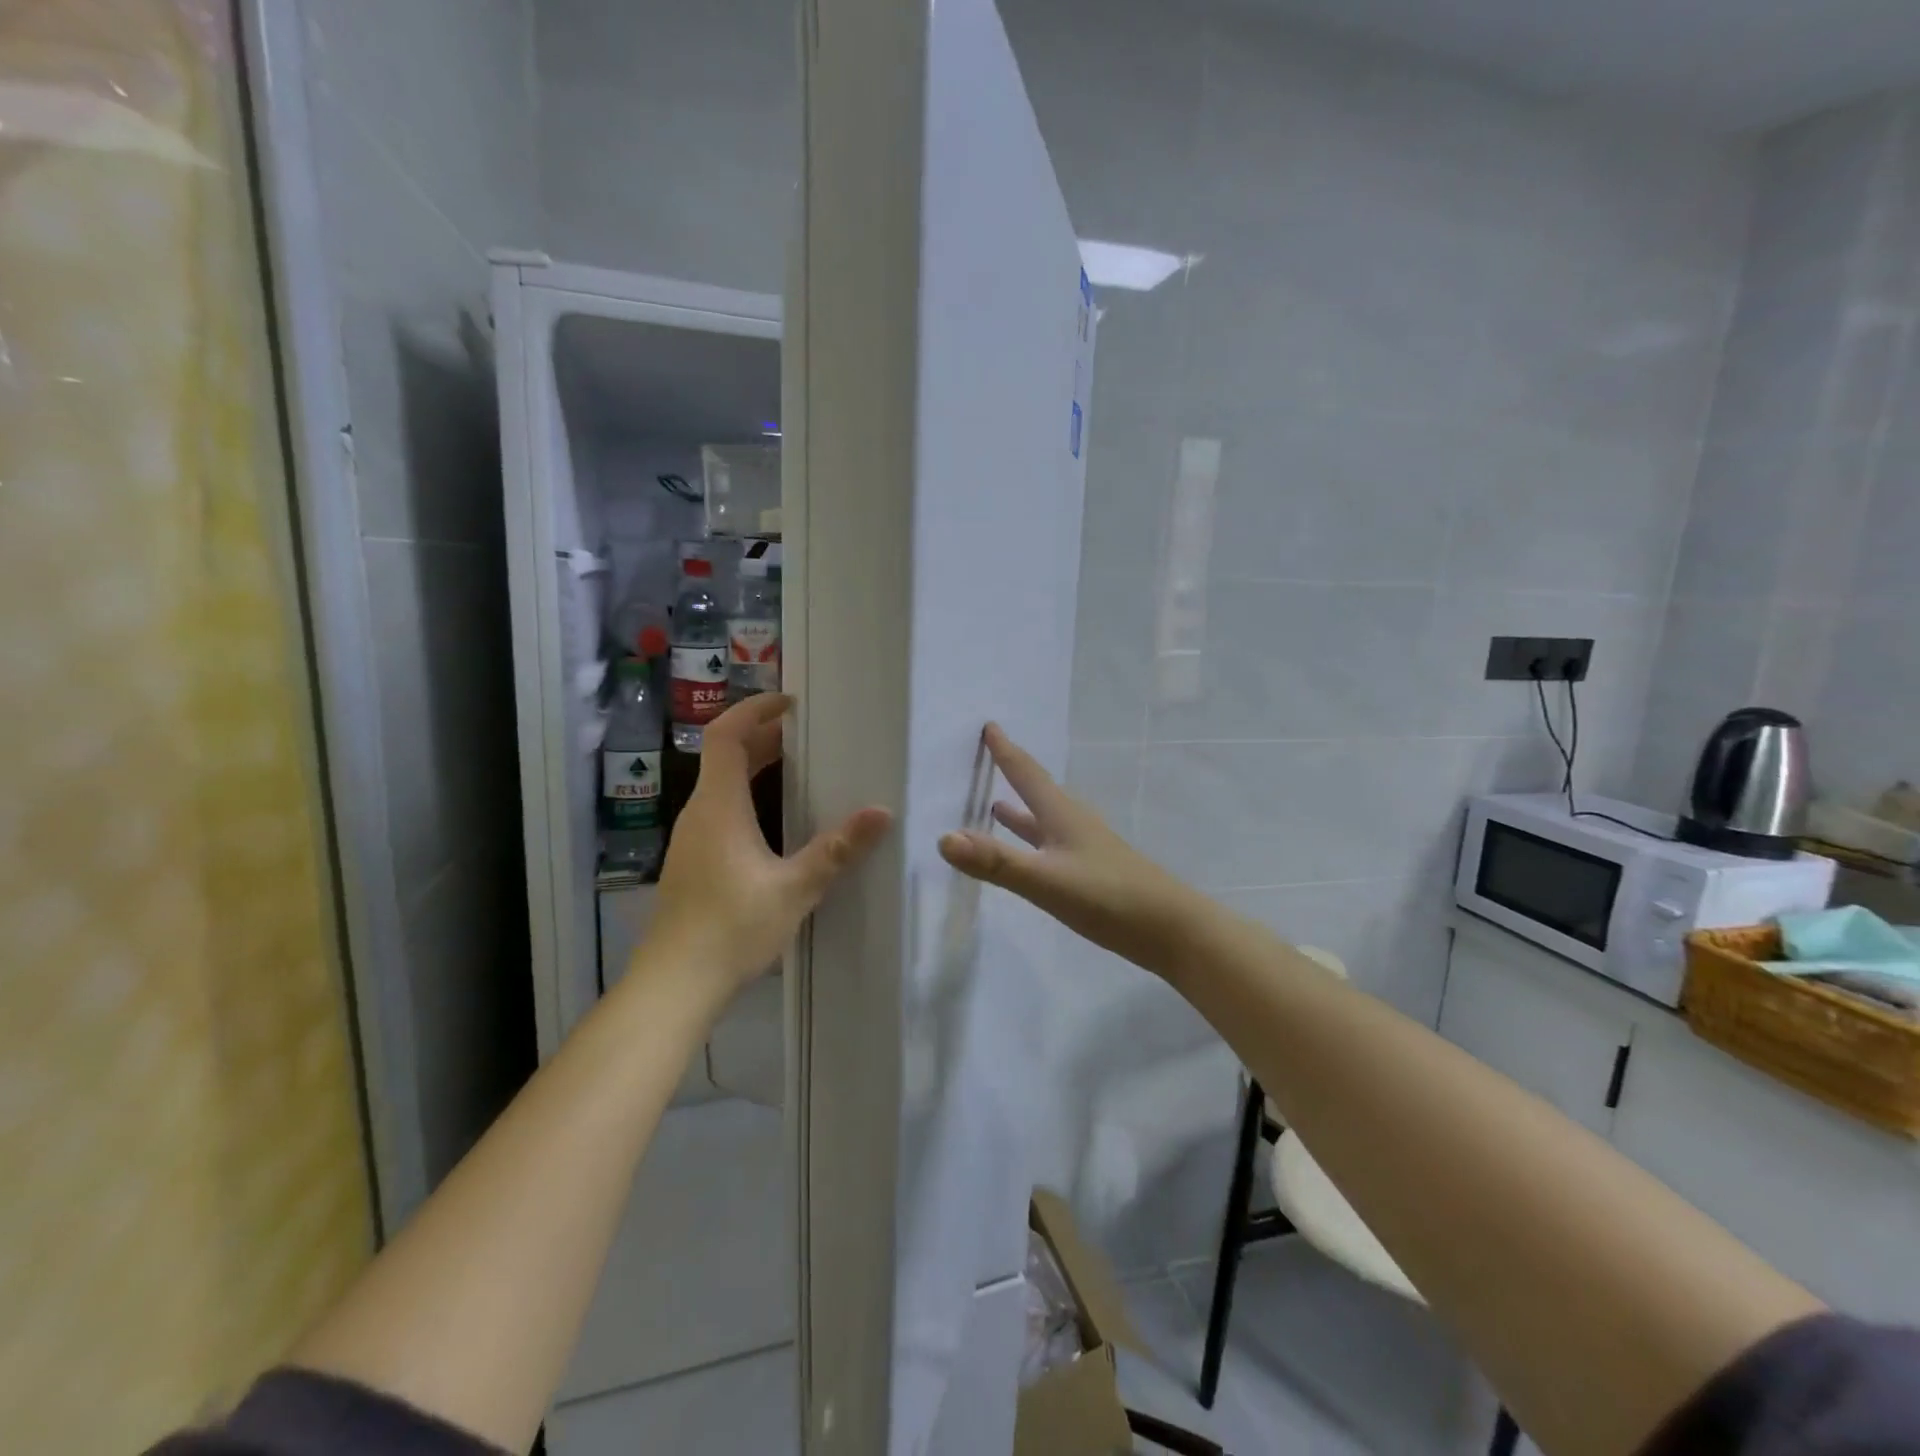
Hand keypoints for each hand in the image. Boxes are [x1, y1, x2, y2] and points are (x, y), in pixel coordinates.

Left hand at [645, 694, 890, 1000]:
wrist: (675, 985)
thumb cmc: (732, 928)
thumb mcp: (795, 889)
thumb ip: (837, 849)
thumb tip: (881, 813)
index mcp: (719, 807)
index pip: (725, 736)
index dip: (754, 710)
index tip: (790, 703)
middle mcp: (699, 814)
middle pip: (724, 757)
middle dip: (764, 738)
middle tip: (806, 735)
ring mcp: (691, 839)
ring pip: (721, 786)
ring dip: (755, 768)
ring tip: (798, 770)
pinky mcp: (692, 862)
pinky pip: (720, 811)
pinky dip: (748, 797)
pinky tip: (776, 824)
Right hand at [937, 724, 1196, 977]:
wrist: (1171, 930)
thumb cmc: (1109, 896)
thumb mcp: (1046, 880)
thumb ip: (996, 861)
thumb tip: (943, 838)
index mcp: (1062, 815)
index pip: (1027, 774)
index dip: (1006, 751)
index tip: (989, 726)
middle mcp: (1073, 824)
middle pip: (1037, 791)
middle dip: (1012, 774)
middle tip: (989, 758)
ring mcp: (1085, 849)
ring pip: (1045, 820)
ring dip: (1021, 811)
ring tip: (996, 805)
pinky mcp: (1092, 873)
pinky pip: (1052, 846)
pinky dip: (1033, 841)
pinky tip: (1032, 854)